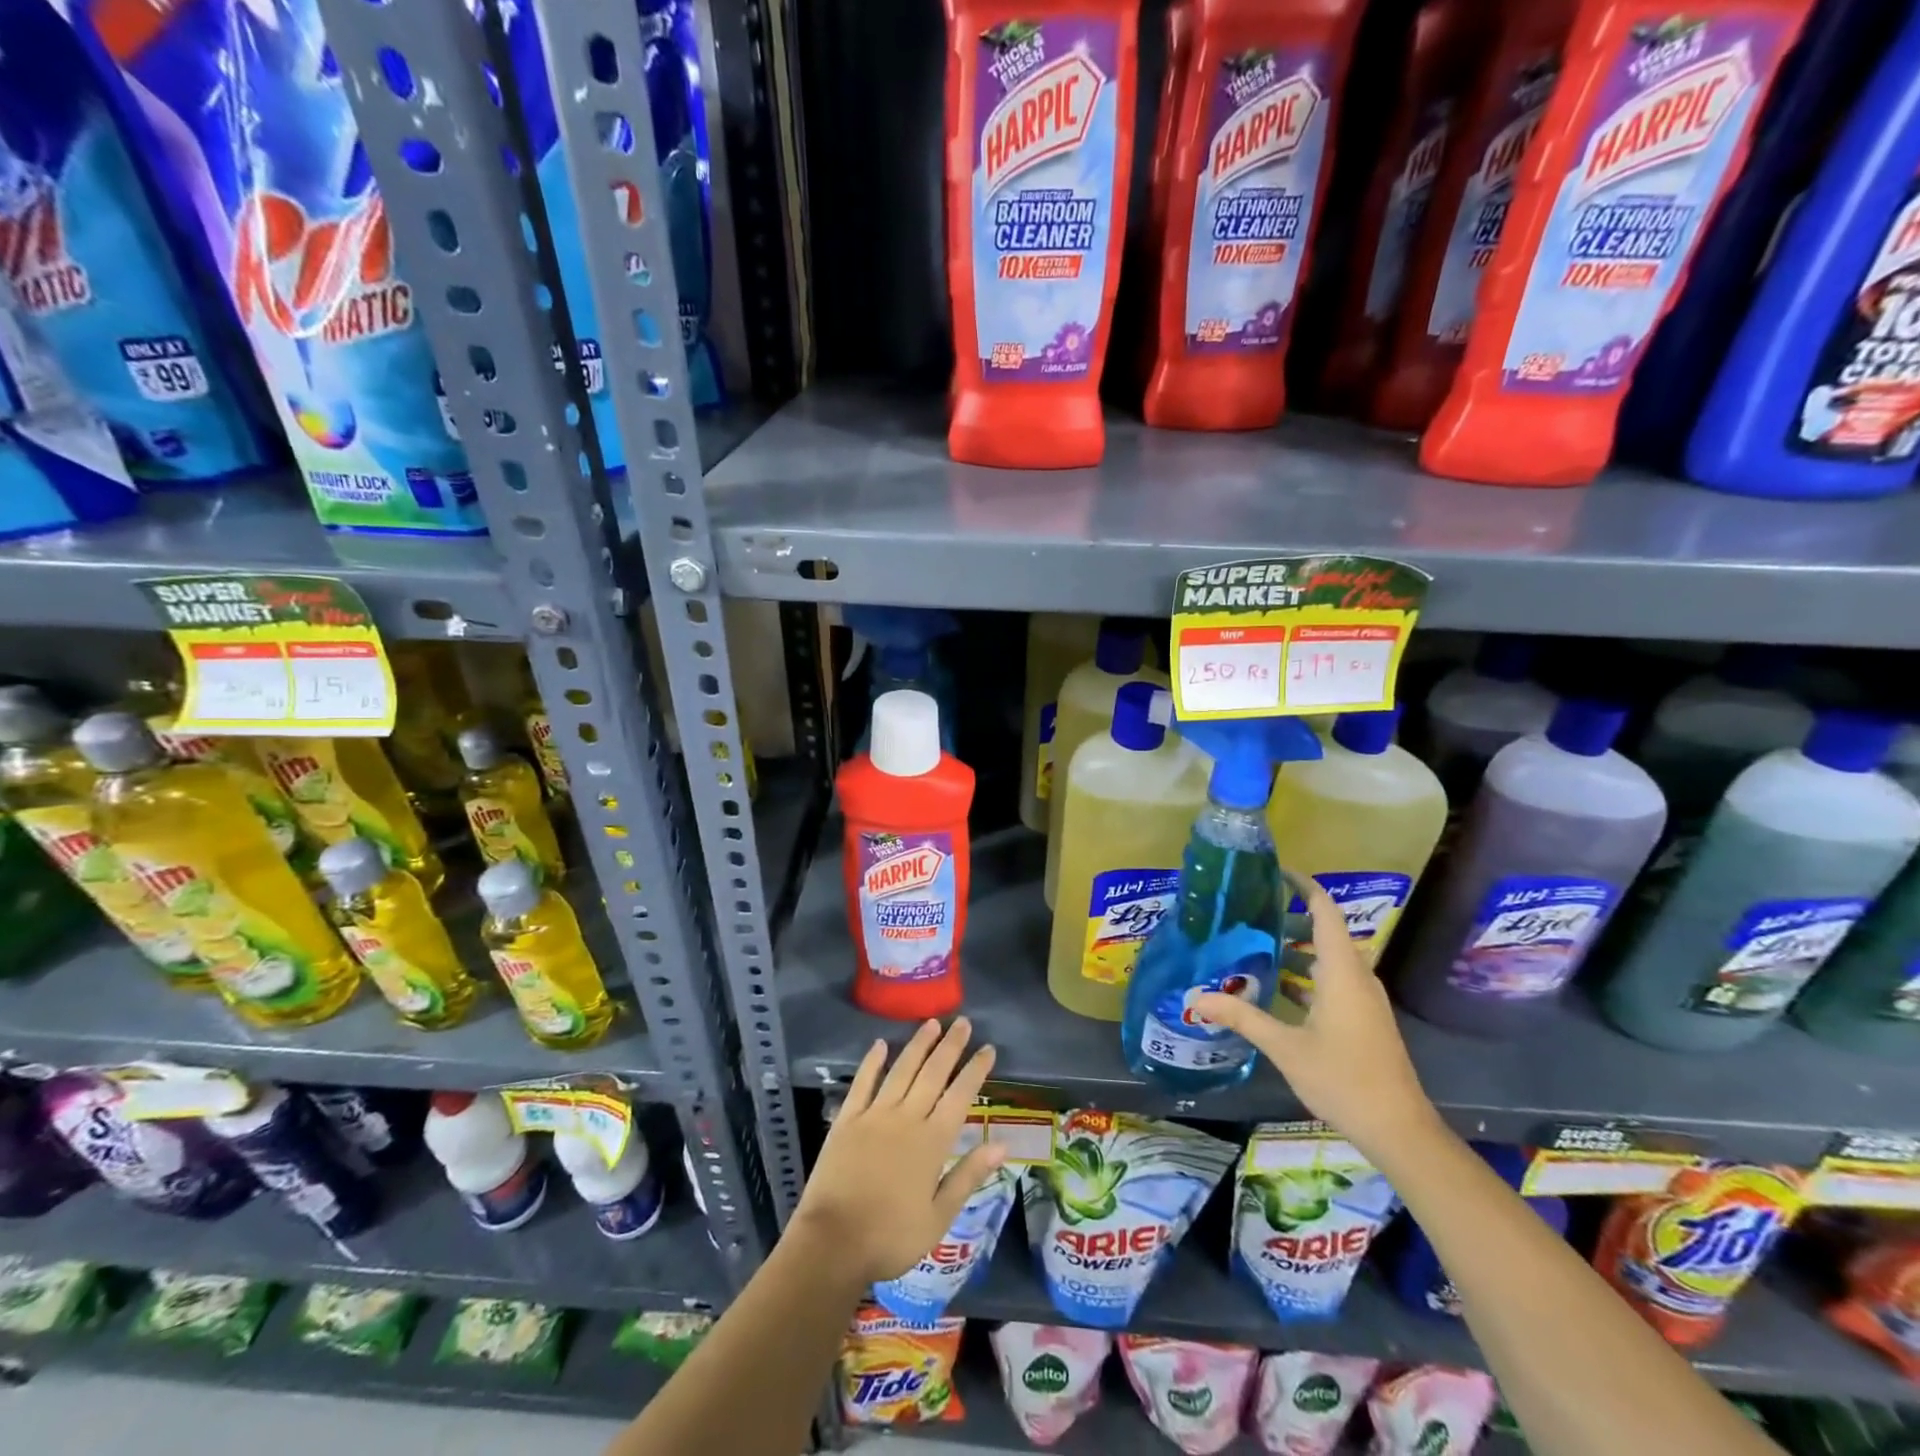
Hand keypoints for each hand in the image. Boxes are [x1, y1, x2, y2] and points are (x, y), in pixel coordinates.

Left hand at [791, 1017, 1006, 1284]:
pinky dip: (872, 1061)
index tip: (988, 1048)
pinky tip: (880, 1044)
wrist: (833, 1243)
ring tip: (932, 1023)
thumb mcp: (939, 1217)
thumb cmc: (891, 1237)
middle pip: (933, 1073)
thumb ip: (968, 1175)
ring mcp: (874, 1115)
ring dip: (918, 1044)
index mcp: (932, 1142)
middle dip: (950, 1046)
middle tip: (963, 1022)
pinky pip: (863, 1082)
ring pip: (901, 1070)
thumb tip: (1001, 1144)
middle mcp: (906, 1118)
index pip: (960, 1095)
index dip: (975, 1070)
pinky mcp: (847, 1119)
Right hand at [1194, 881, 1438, 1162]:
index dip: (1304, 887)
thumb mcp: (1285, 1047)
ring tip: (1254, 948)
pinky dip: (1305, 976)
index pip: (1325, 912)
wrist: (1399, 1129)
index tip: (1275, 872)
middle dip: (1289, 920)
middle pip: (1325, 933)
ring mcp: (1364, 999)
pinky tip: (1276, 990)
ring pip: (1328, 959)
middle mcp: (1357, 977)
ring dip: (1296, 951)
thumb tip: (1195, 998)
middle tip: (1249, 915)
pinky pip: (1332, 981)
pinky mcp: (1364, 1018)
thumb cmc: (1343, 1078)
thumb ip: (1241, 1017)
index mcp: (1342, 972)